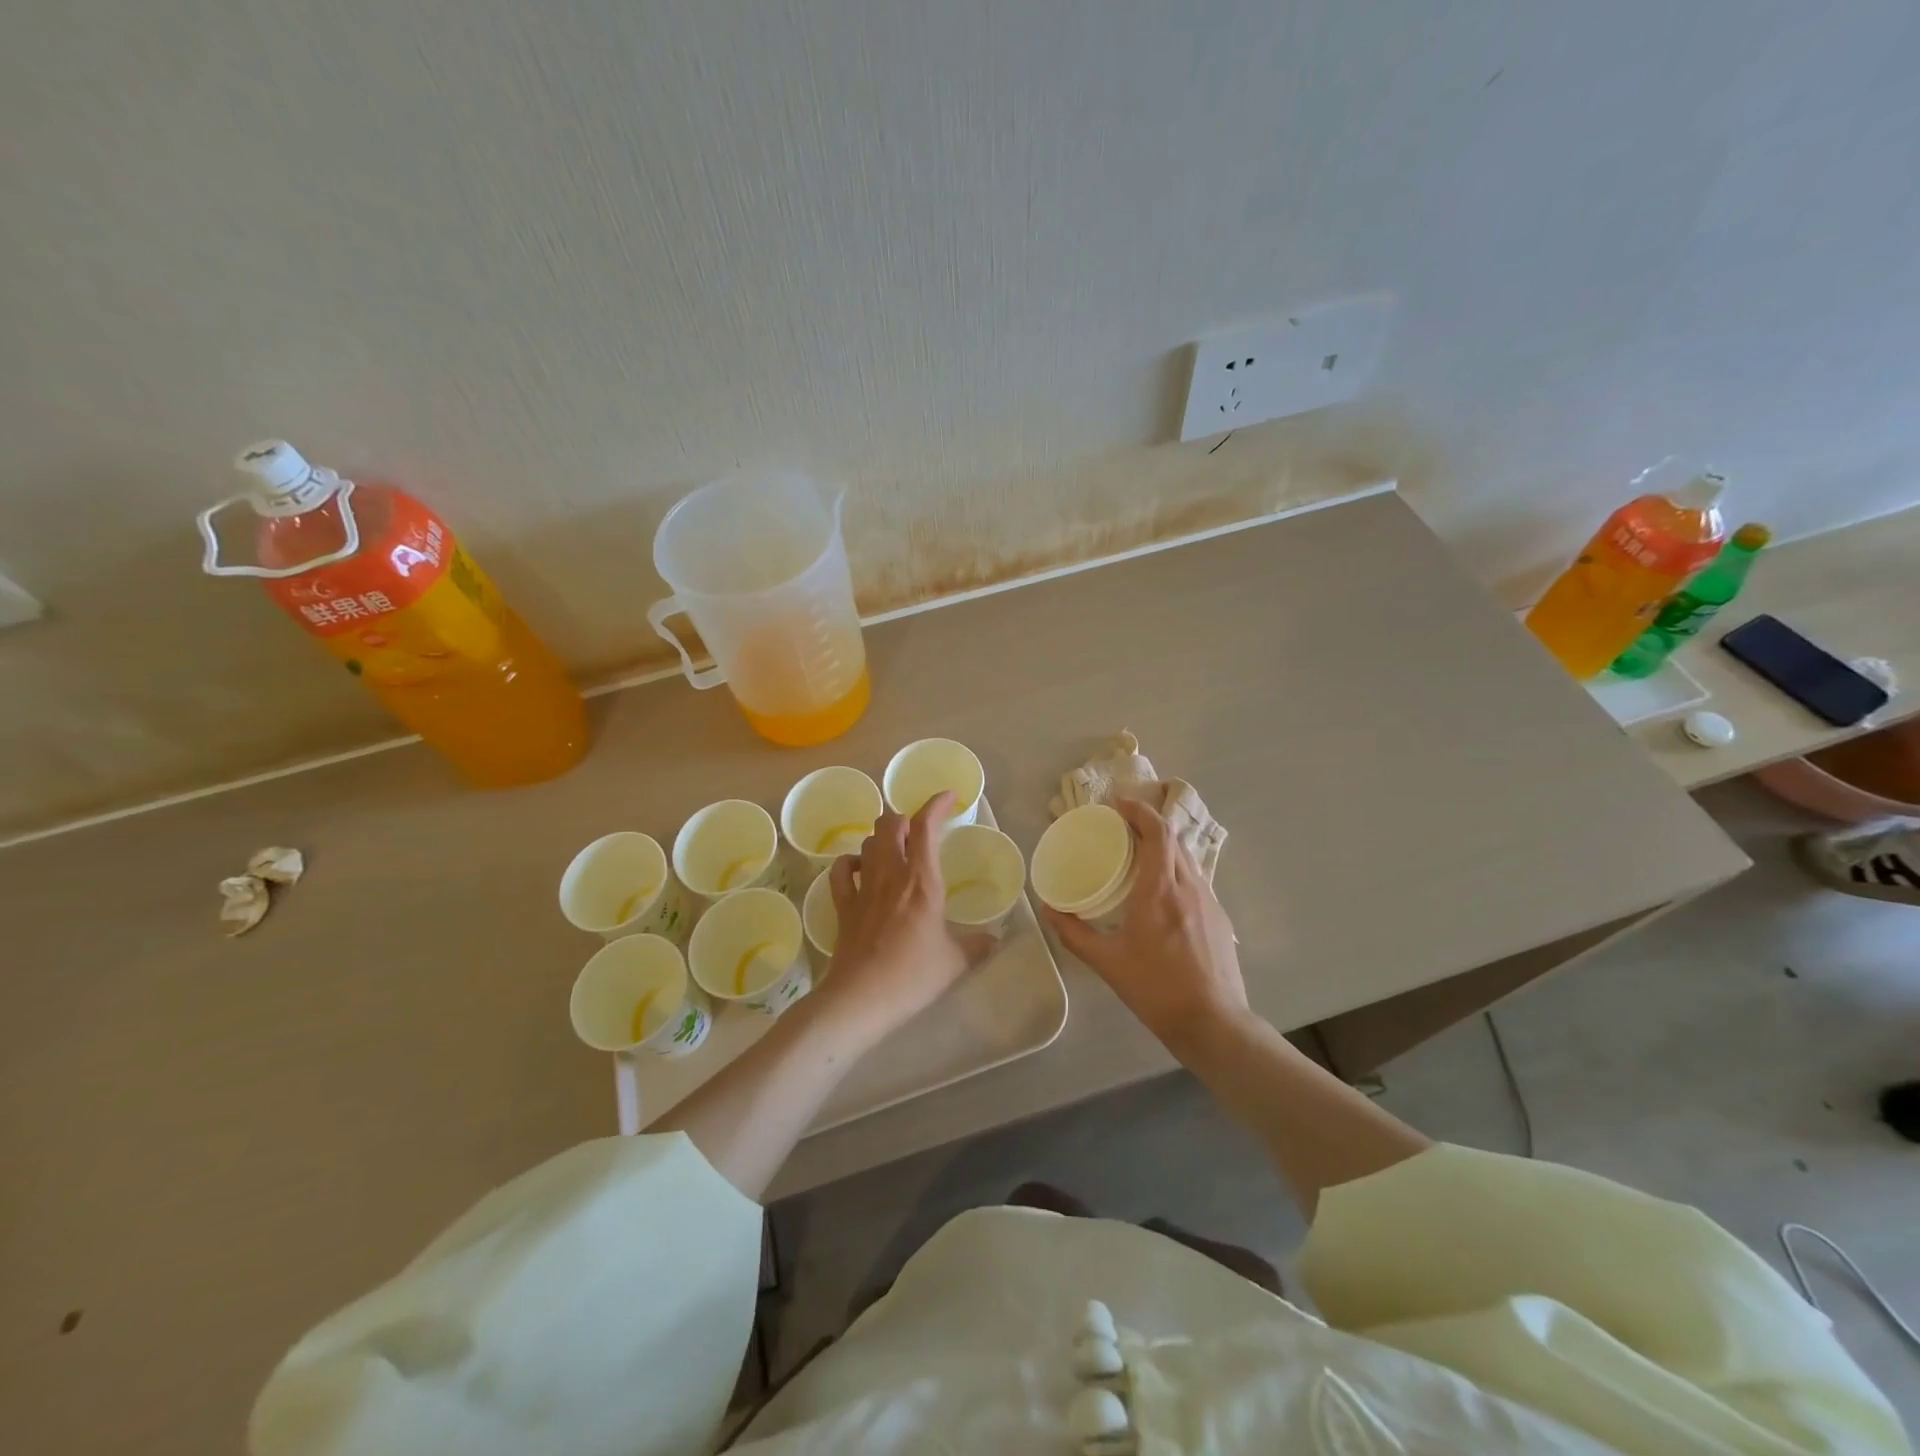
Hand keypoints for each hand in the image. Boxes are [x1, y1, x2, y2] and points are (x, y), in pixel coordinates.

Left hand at [815, 791, 992, 1045]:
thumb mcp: (956, 962)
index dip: (936, 804)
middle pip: (890, 824)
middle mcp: (891, 874)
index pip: (925, 826)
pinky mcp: (843, 905)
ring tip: (896, 850)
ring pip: (867, 842)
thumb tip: (995, 939)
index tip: (949, 797)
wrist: (860, 998)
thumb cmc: (913, 976)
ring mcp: (862, 887)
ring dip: (882, 838)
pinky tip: (859, 869)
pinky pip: (840, 870)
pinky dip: (850, 862)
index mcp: (922, 881)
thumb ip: (978, 945)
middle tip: (920, 831)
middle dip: (905, 818)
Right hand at [1042, 798, 1247, 1054]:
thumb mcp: (1108, 962)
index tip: (1118, 804)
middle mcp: (1188, 886)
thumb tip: (1047, 910)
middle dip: (1148, 824)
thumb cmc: (1156, 989)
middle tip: (1121, 827)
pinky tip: (1162, 891)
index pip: (1157, 832)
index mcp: (1160, 890)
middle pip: (1173, 839)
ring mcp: (1209, 901)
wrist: (1213, 1023)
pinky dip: (1176, 869)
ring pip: (1187, 858)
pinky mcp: (1219, 918)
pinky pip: (1195, 879)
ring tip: (1139, 853)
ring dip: (1164, 846)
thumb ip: (1075, 933)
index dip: (1139, 811)